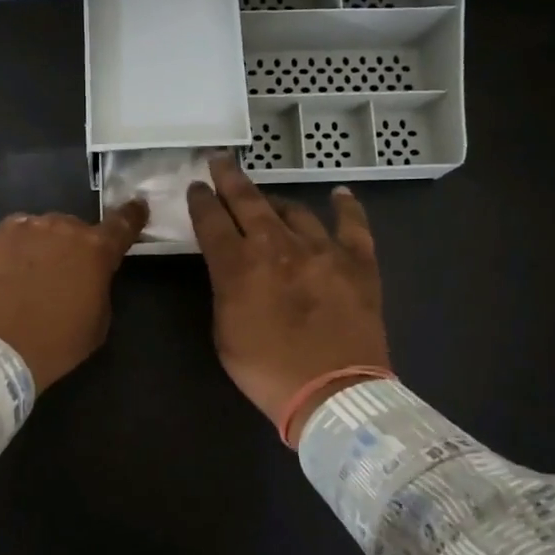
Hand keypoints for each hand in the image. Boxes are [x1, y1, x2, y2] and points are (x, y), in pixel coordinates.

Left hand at [0, 202, 147, 391]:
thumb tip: (87, 276)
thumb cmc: (53, 344)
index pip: (121, 224)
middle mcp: (55, 227)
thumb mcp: (96, 323)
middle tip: (56, 276)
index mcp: (92, 249)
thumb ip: (97, 287)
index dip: (130, 216)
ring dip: (31, 248)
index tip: (136, 208)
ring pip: (30, 231)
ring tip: (18, 281)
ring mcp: (13, 229)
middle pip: (68, 228)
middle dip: (67, 246)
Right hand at [187, 157, 389, 441]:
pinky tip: (340, 195)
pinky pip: (353, 226)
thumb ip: (225, 290)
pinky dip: (346, 209)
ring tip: (270, 200)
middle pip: (249, 202)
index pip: (212, 221)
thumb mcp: (225, 332)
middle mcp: (278, 247)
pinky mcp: (358, 263)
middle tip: (220, 160)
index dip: (201, 200)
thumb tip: (230, 267)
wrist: (333, 394)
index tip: (196, 186)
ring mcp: (322, 250)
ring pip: (295, 211)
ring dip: (277, 202)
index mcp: (240, 266)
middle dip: (230, 179)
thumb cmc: (267, 371)